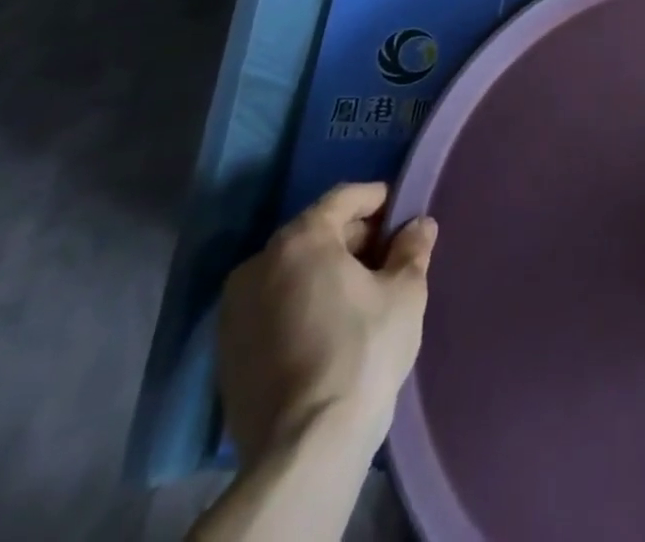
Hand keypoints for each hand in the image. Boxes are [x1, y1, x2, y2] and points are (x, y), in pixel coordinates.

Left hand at [216, 182, 436, 468]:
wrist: (306, 447)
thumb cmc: (363, 349)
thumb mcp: (405, 290)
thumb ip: (412, 248)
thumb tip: (419, 224)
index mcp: (300, 240)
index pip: (344, 198)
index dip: (379, 199)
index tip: (404, 214)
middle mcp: (257, 265)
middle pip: (315, 232)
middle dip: (353, 238)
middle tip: (389, 257)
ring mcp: (234, 312)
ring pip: (291, 272)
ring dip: (325, 272)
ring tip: (362, 294)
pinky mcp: (226, 354)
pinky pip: (272, 307)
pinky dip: (301, 304)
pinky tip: (330, 327)